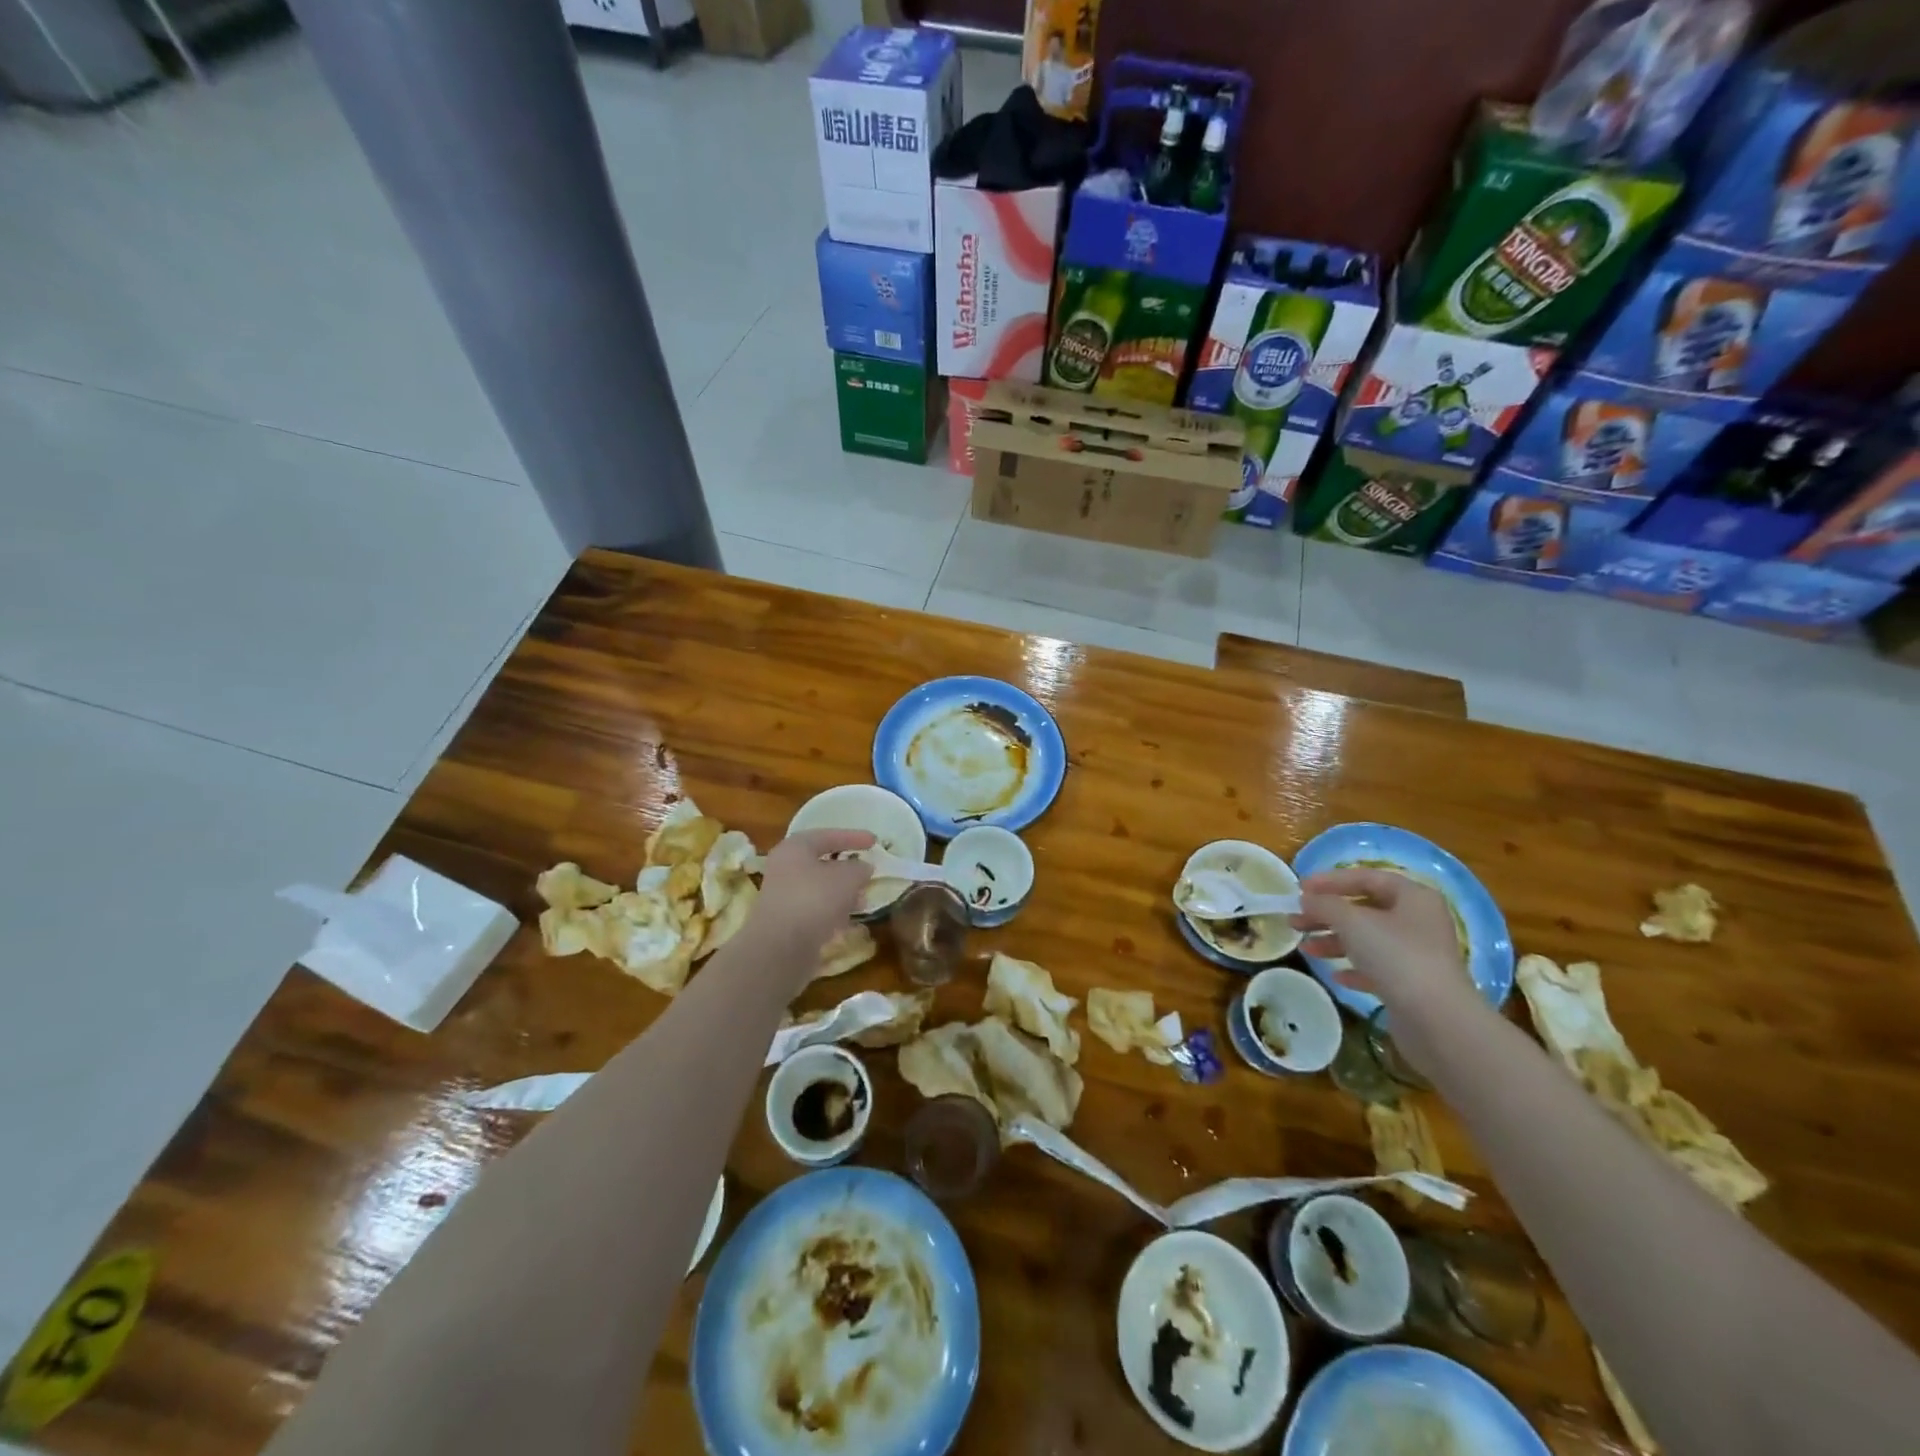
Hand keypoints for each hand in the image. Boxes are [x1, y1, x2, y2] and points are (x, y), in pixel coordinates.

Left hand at [751, 829, 874, 955]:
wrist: (780, 948)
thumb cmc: (815, 899)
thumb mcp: (847, 877)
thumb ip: (859, 868)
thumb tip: (863, 868)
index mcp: (795, 848)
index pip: (827, 836)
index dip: (853, 837)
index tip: (875, 841)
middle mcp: (784, 868)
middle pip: (821, 862)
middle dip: (847, 868)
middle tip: (868, 871)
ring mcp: (783, 896)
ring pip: (819, 888)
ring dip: (842, 892)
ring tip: (864, 899)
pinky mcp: (786, 922)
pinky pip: (815, 909)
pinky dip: (833, 911)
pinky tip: (848, 921)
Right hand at [1289, 867, 1482, 1066]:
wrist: (1437, 1019)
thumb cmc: (1396, 956)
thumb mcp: (1352, 922)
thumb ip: (1324, 904)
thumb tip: (1306, 899)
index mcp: (1413, 897)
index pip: (1366, 878)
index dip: (1330, 881)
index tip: (1299, 889)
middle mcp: (1419, 921)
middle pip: (1364, 909)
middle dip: (1327, 914)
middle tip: (1295, 921)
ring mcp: (1418, 954)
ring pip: (1368, 939)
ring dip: (1334, 941)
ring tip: (1306, 948)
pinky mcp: (1413, 984)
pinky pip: (1377, 968)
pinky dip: (1354, 967)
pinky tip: (1336, 975)